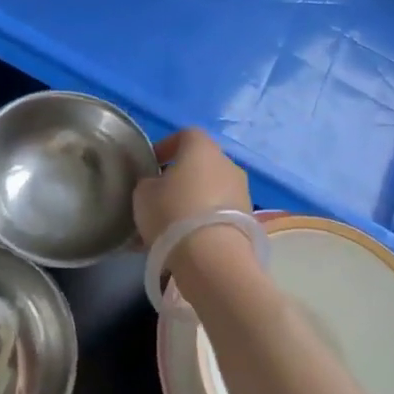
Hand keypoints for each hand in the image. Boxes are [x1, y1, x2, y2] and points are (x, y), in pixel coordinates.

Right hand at [133, 128, 255, 281]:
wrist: (213, 258)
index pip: (185, 135)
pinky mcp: (249, 220)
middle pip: (202, 163)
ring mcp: (243, 192)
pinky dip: (207, 220)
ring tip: (175, 223)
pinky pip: (222, 212)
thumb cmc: (173, 213)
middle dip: (182, 176)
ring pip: (213, 189)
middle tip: (162, 196)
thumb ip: (149, 182)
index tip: (152, 165)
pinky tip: (190, 240)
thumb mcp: (143, 193)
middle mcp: (228, 163)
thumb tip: (156, 183)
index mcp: (202, 148)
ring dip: (196, 199)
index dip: (167, 147)